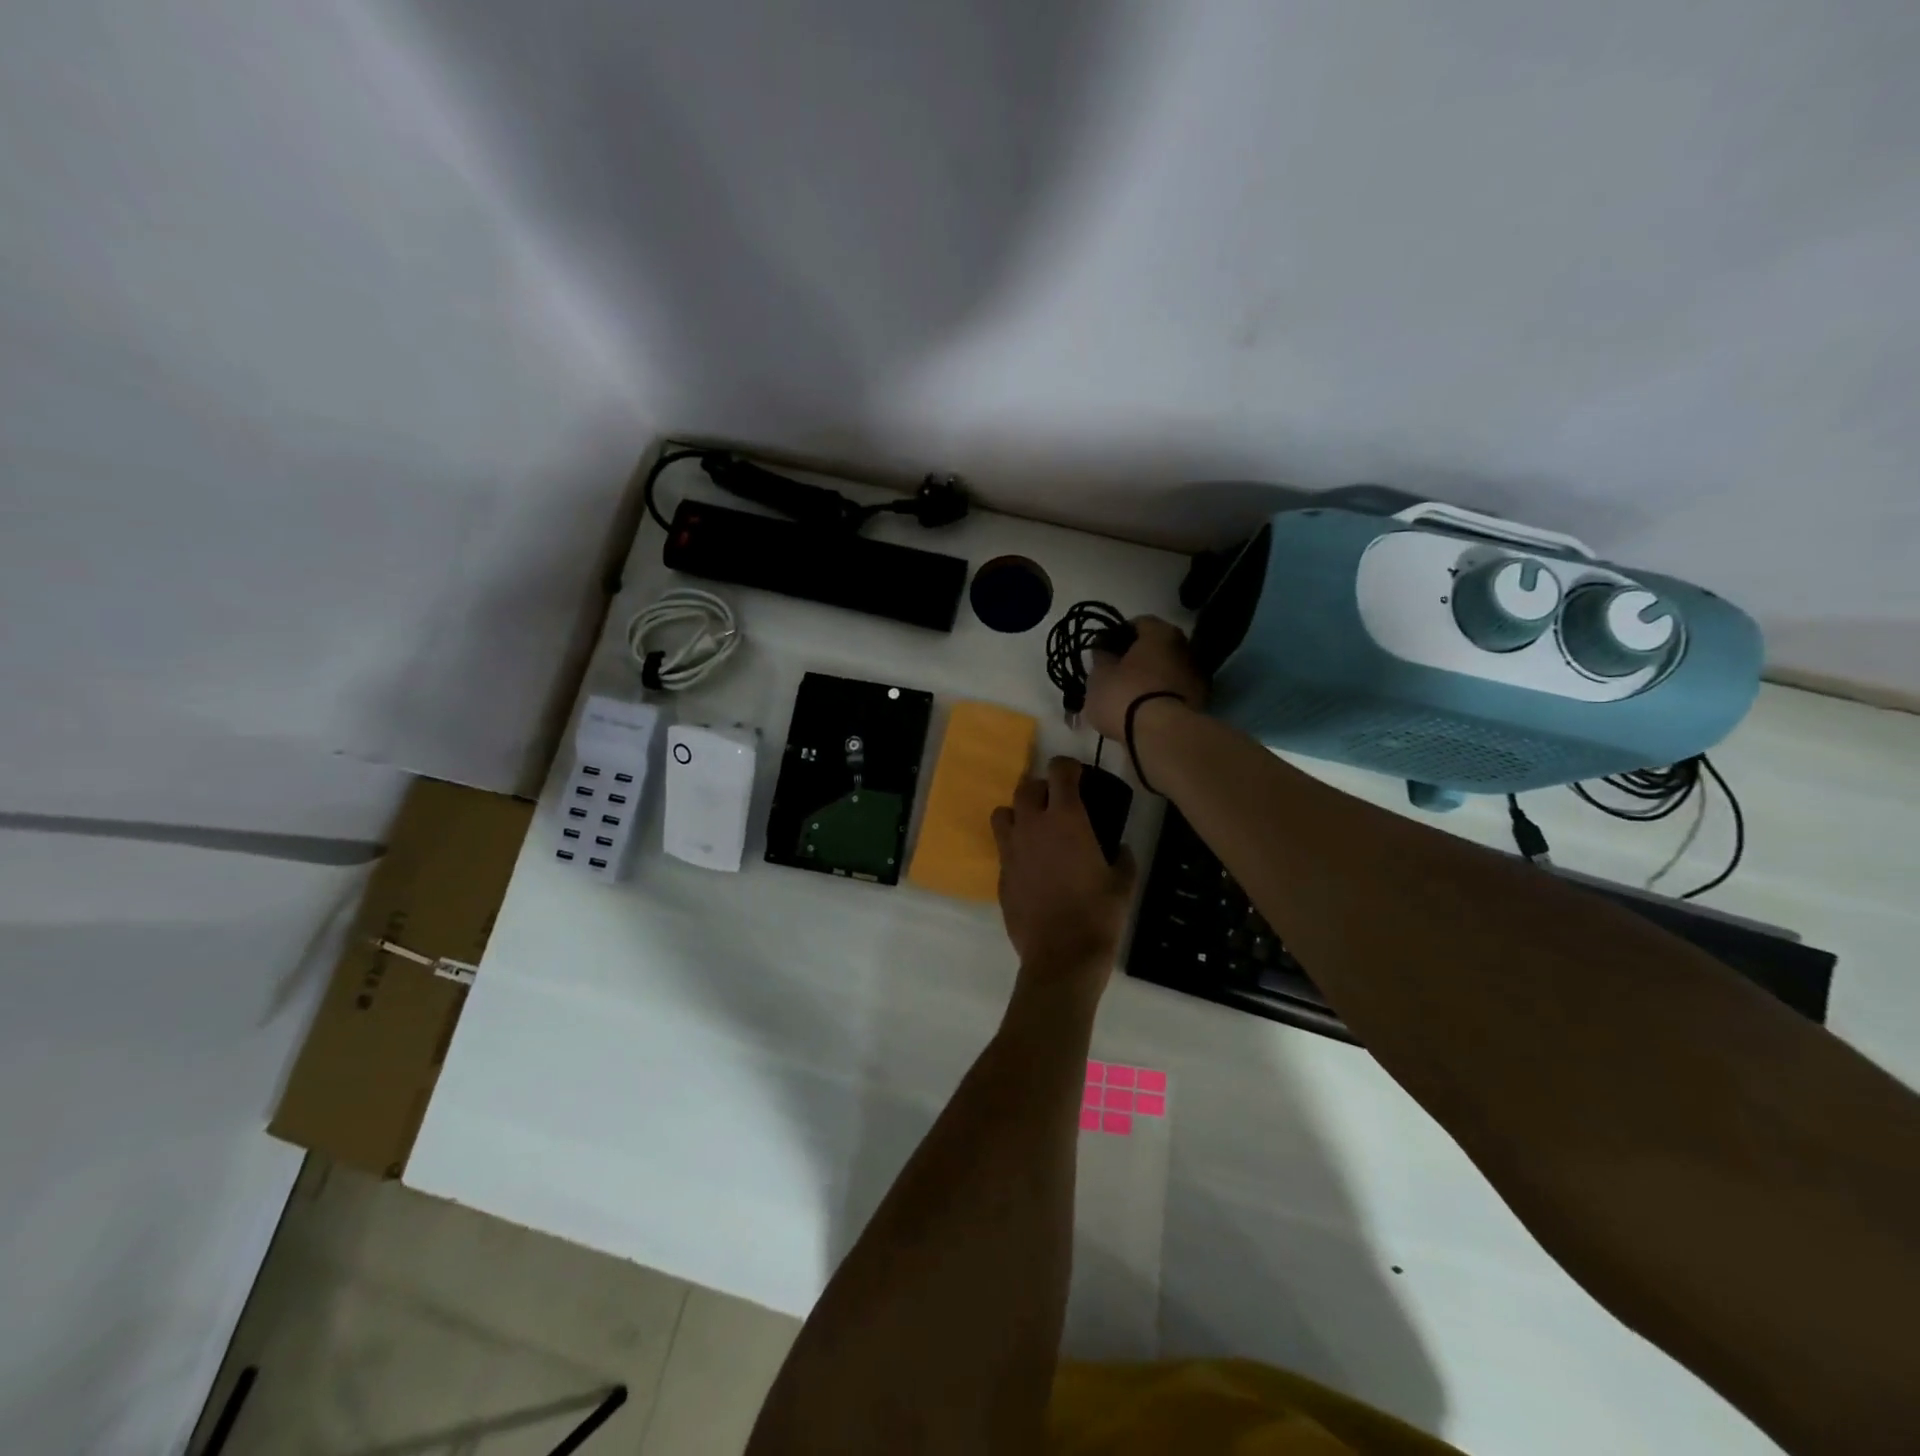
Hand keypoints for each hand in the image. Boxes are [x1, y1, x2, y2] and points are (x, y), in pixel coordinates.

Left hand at [991, 759, 1136, 988]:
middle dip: (1042, 788)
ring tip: (1035, 828)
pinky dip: (1015, 846)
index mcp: (1066, 819)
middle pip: (1026, 787)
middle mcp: (1032, 826)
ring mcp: (1011, 850)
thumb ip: (1123, 858)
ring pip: (1003, 813)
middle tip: (1058, 802)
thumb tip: (1121, 848)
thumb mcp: (1123, 884)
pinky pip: (1003, 847)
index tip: (1077, 773)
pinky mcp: (1000, 874)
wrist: (1061, 956)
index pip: (1059, 771)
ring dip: (1018, 813)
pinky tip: (1032, 865)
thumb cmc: (1098, 915)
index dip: (1068, 766)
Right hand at [1083, 616, 1207, 742]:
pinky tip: (1145, 712)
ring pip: (1167, 671)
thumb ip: (1100, 658)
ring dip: (1151, 679)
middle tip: (1116, 674)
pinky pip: (1174, 693)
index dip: (1118, 635)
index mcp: (1161, 632)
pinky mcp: (1201, 703)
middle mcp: (1185, 647)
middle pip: (1156, 647)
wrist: (1161, 736)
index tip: (1105, 651)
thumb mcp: (1099, 676)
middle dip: (1137, 658)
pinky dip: (1161, 698)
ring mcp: (1197, 676)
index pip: (1138, 623)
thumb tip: (1104, 651)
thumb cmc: (1124, 695)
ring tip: (1129, 697)